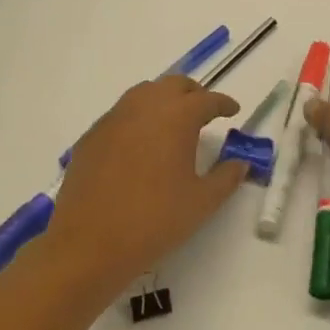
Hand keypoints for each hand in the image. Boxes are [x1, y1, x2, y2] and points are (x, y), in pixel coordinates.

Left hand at [43, 77, 248, 288]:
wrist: (89, 244)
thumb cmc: (154, 220)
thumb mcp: (202, 202)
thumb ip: (226, 177)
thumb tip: (240, 163)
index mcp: (177, 117)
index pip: (207, 100)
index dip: (223, 103)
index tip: (233, 111)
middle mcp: (144, 107)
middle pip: (173, 85)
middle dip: (193, 94)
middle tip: (204, 113)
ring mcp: (113, 119)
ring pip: (143, 93)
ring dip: (163, 100)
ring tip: (172, 123)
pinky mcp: (91, 137)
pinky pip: (120, 114)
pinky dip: (137, 118)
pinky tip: (139, 144)